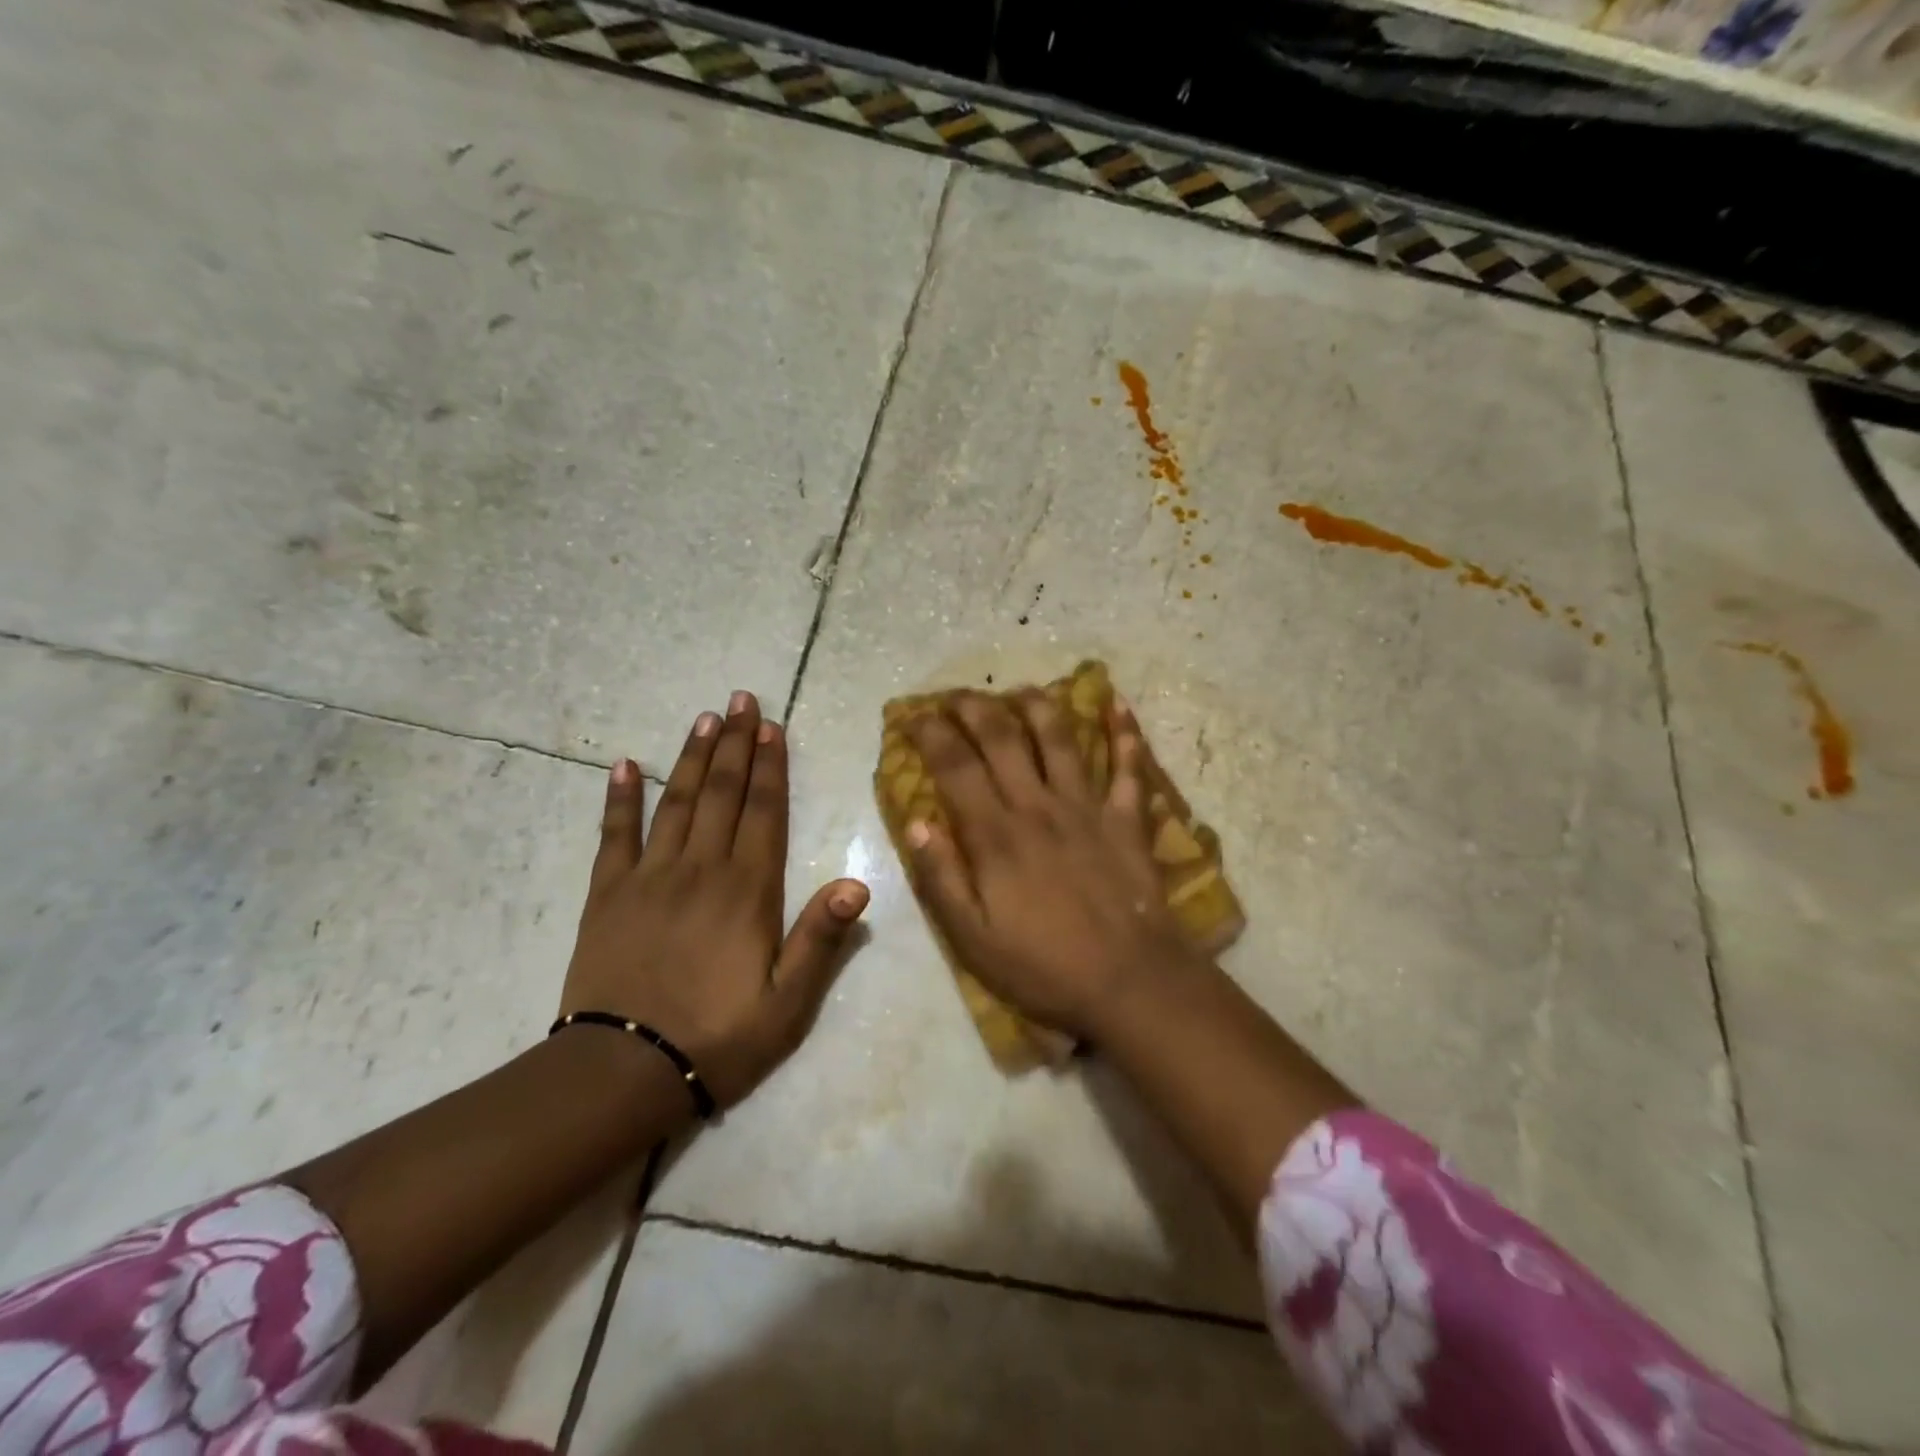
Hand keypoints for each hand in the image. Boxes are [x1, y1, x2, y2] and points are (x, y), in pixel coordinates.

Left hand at [561, 691, 868, 1109]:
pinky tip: (623, 765)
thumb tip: (858, 883)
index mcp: (748, 890)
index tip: (773, 726)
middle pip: (722, 793)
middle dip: (735, 743)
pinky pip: (613, 835)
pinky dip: (618, 797)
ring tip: (705, 718)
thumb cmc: (718, 1038)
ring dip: (692, 756)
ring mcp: (650, 877)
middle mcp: (701, 869)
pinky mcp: (607, 894)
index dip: (771, 766)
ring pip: (675, 801)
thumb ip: (820, 939)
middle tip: (741, 699)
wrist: (623, 1072)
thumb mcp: (787, 1003)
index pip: (764, 812)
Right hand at [902, 690, 1204, 1040]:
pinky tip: (1116, 702)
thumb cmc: (1044, 966)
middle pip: (1002, 737)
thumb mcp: (972, 938)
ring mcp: (1087, 807)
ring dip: (1037, 705)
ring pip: (1059, 737)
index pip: (955, 766)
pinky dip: (1124, 732)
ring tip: (1019, 689)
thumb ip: (942, 878)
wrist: (1130, 981)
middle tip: (956, 695)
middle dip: (974, 706)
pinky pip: (1128, 766)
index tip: (914, 716)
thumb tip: (916, 823)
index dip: (931, 734)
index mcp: (996, 835)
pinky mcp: (1127, 818)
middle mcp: (1038, 806)